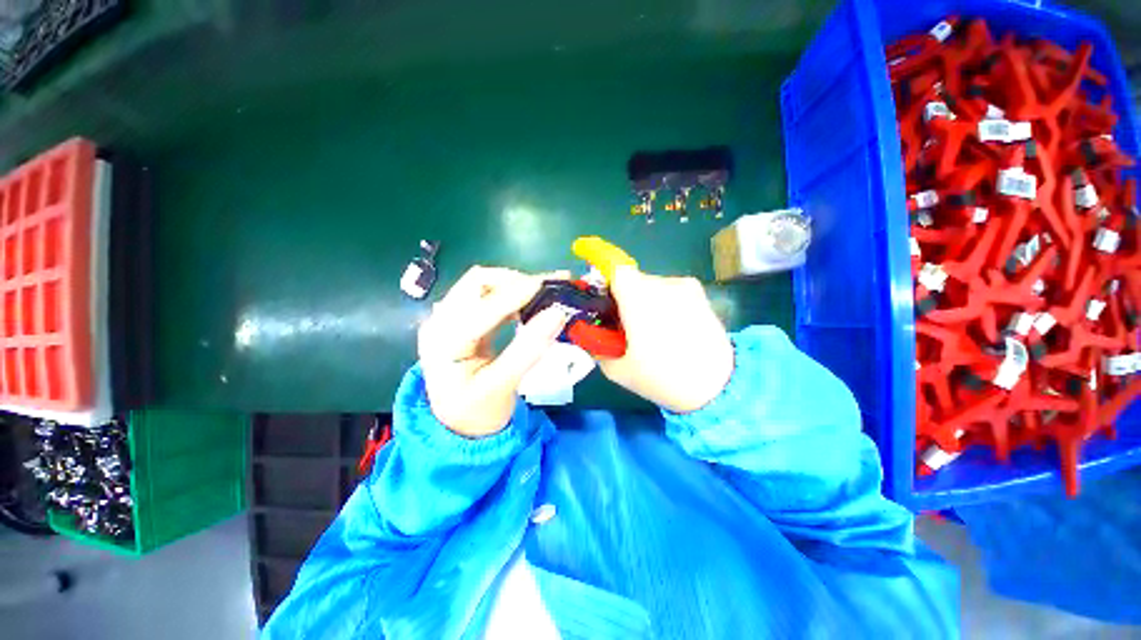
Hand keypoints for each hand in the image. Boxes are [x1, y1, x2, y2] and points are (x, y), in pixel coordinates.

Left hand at [418, 266, 570, 436]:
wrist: (459, 425)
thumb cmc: (478, 412)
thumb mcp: (502, 386)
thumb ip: (528, 350)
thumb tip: (557, 313)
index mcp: (443, 343)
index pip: (480, 308)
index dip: (515, 294)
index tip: (549, 285)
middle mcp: (439, 322)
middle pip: (476, 284)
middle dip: (515, 281)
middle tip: (549, 288)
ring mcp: (448, 318)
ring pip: (483, 284)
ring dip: (515, 283)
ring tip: (545, 290)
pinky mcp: (461, 319)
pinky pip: (487, 295)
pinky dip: (512, 293)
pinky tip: (531, 300)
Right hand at [599, 267, 733, 412]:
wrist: (719, 386)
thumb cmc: (663, 378)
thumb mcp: (618, 370)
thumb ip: (596, 347)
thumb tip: (588, 333)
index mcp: (639, 298)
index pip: (615, 269)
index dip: (603, 277)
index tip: (603, 302)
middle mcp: (662, 284)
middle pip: (632, 280)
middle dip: (622, 298)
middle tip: (623, 326)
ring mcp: (684, 286)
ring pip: (650, 286)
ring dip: (643, 301)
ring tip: (651, 331)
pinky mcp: (699, 293)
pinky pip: (669, 291)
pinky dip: (662, 303)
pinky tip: (671, 328)